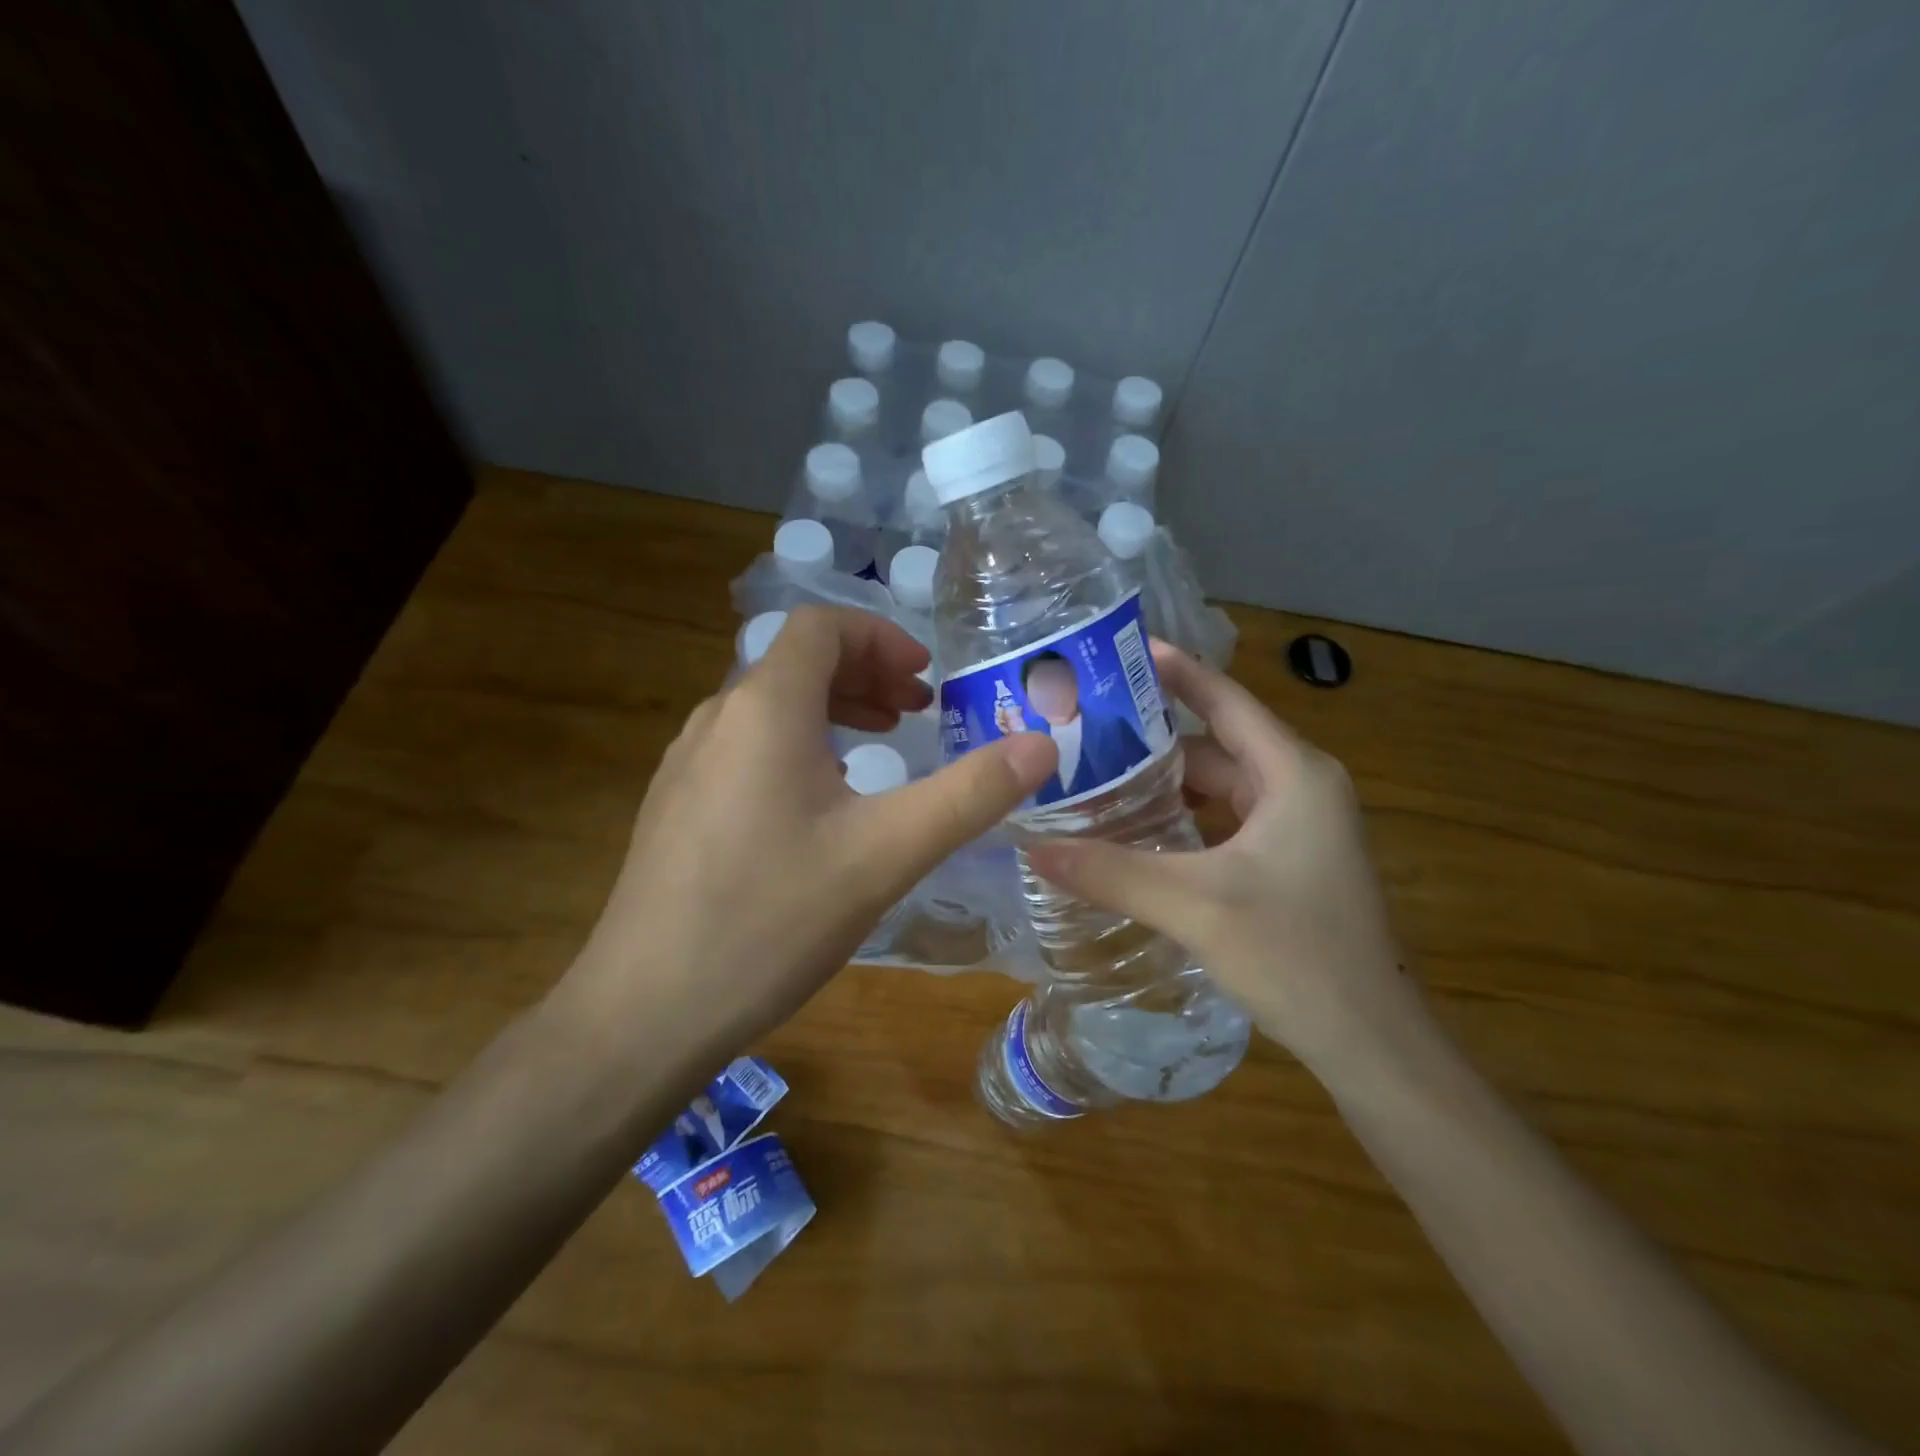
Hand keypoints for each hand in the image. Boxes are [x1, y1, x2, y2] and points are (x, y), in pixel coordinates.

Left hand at [555, 607, 1056, 1051]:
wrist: (645, 1011)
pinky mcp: (675, 807)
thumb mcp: (887, 854)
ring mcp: (687, 764)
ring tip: (881, 749)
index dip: (881, 638)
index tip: (926, 680)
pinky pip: (746, 748)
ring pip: (770, 707)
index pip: (821, 627)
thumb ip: (969, 795)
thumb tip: (1042, 745)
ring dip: (833, 711)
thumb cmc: (771, 919)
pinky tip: (821, 810)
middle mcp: (717, 719)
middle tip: (917, 714)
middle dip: (865, 675)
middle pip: (796, 662)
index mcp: (765, 708)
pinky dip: (798, 748)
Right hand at [1025, 643, 1425, 1080]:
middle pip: (1213, 746)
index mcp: (1293, 775)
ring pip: (1217, 789)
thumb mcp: (1195, 906)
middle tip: (1083, 734)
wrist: (1371, 1043)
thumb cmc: (1295, 956)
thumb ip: (1111, 872)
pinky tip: (1134, 834)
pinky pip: (1223, 822)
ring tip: (1094, 780)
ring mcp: (1297, 828)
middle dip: (1150, 742)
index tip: (1120, 650)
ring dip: (1162, 787)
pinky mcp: (1287, 862)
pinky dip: (1180, 821)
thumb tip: (1033, 848)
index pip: (1224, 701)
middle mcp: (1299, 788)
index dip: (1175, 671)